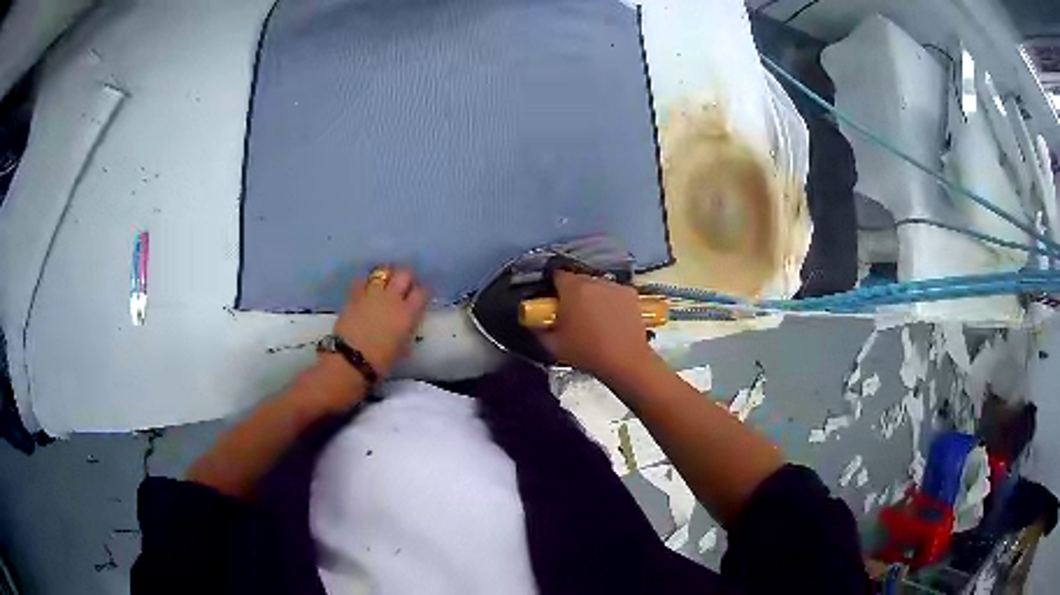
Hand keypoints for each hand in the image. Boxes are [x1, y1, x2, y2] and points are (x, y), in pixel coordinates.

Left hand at [330, 268, 429, 379]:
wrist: (351, 360)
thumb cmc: (380, 362)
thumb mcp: (403, 348)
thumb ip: (407, 330)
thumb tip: (408, 324)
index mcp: (407, 314)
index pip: (422, 292)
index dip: (423, 292)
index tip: (421, 297)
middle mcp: (392, 298)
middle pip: (404, 273)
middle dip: (406, 277)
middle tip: (404, 286)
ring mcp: (372, 294)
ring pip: (383, 271)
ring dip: (386, 275)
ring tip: (384, 283)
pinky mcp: (354, 295)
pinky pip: (362, 279)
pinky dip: (366, 281)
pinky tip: (366, 288)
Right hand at [538, 270, 656, 381]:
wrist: (626, 361)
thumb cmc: (587, 352)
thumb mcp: (554, 345)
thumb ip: (539, 329)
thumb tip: (534, 322)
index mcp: (573, 288)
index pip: (557, 274)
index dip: (552, 285)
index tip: (552, 299)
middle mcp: (595, 281)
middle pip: (578, 279)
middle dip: (573, 292)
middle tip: (572, 312)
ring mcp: (616, 286)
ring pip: (598, 285)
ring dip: (593, 296)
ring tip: (594, 317)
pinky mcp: (631, 295)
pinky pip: (614, 293)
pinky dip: (611, 301)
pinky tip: (612, 319)